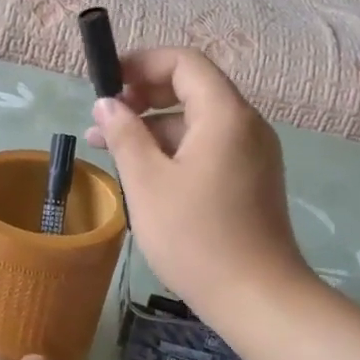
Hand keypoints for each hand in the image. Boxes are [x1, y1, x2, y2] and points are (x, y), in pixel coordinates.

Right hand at [87, 47, 310, 318]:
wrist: (256, 297)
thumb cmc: (196, 237)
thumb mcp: (148, 183)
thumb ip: (125, 135)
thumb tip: (107, 103)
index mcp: (225, 115)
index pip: (184, 63)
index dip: (142, 63)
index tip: (106, 82)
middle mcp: (246, 125)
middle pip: (192, 89)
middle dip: (143, 97)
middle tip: (103, 119)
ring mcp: (253, 154)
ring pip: (197, 123)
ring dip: (154, 128)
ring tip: (110, 150)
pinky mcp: (251, 181)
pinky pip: (208, 148)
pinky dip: (174, 151)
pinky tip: (145, 175)